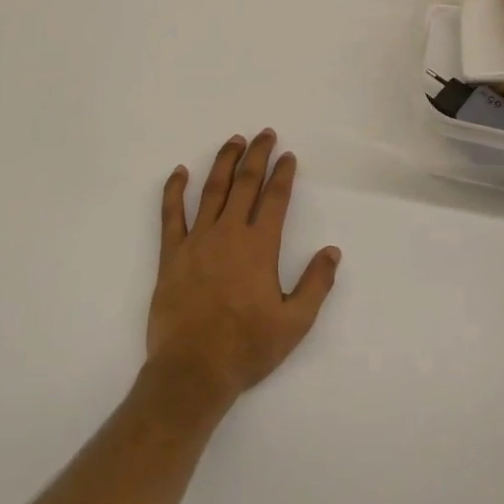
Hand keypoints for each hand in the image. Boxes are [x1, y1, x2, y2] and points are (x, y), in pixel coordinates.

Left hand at [148, 130, 340, 406]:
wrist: (193, 370)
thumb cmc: (247, 348)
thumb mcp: (295, 323)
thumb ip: (316, 284)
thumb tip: (332, 251)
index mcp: (260, 247)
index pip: (275, 199)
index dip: (283, 174)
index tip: (288, 156)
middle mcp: (229, 233)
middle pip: (245, 184)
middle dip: (257, 156)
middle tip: (264, 134)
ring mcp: (197, 240)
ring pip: (212, 190)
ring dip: (224, 162)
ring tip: (233, 140)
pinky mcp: (171, 254)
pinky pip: (171, 214)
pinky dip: (174, 190)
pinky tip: (179, 172)